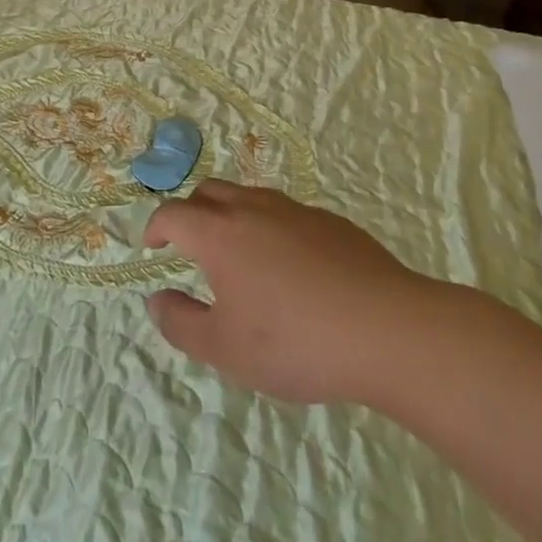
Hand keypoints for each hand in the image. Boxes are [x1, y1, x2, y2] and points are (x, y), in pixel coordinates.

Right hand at [143, 181, 444, 405]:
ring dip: (232, 215)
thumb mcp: (225, 349)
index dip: (157, 227)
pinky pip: (288, 213)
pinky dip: (272, 227)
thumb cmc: (295, 342)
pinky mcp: (333, 223)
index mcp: (220, 234)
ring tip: (239, 252)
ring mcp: (297, 212)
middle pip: (210, 192)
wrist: (388, 330)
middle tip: (190, 244)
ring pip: (251, 196)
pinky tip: (290, 266)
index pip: (173, 214)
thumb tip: (156, 300)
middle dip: (191, 212)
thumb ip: (180, 323)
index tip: (154, 246)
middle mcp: (254, 210)